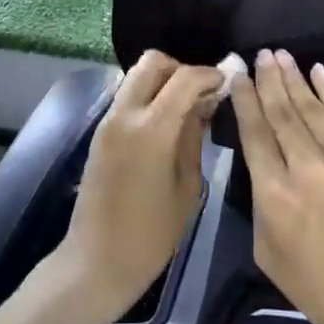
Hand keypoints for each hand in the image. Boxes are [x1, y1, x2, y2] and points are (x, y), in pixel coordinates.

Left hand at [59, 52, 222, 318]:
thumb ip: (193, 138)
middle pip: (152, 62)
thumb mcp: (187, 188)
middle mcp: (125, 114)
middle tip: (202, 93)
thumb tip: (204, 105)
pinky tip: (167, 121)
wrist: (96, 260)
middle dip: (181, 68)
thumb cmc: (151, 235)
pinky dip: (149, 95)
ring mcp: (108, 121)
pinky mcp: (100, 131)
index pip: (184, 78)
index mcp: (150, 129)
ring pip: (136, 76)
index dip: (209, 74)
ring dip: (163, 81)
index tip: (228, 81)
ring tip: (187, 108)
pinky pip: (127, 96)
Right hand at [232, 50, 323, 323]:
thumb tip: (264, 170)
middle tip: (260, 54)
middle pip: (281, 113)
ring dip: (294, 79)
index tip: (237, 76)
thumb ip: (261, 205)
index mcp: (273, 193)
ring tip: (281, 55)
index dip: (244, 100)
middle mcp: (304, 167)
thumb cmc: (321, 289)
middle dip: (268, 80)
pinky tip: (318, 72)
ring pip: (311, 108)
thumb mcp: (268, 253)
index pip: (254, 133)